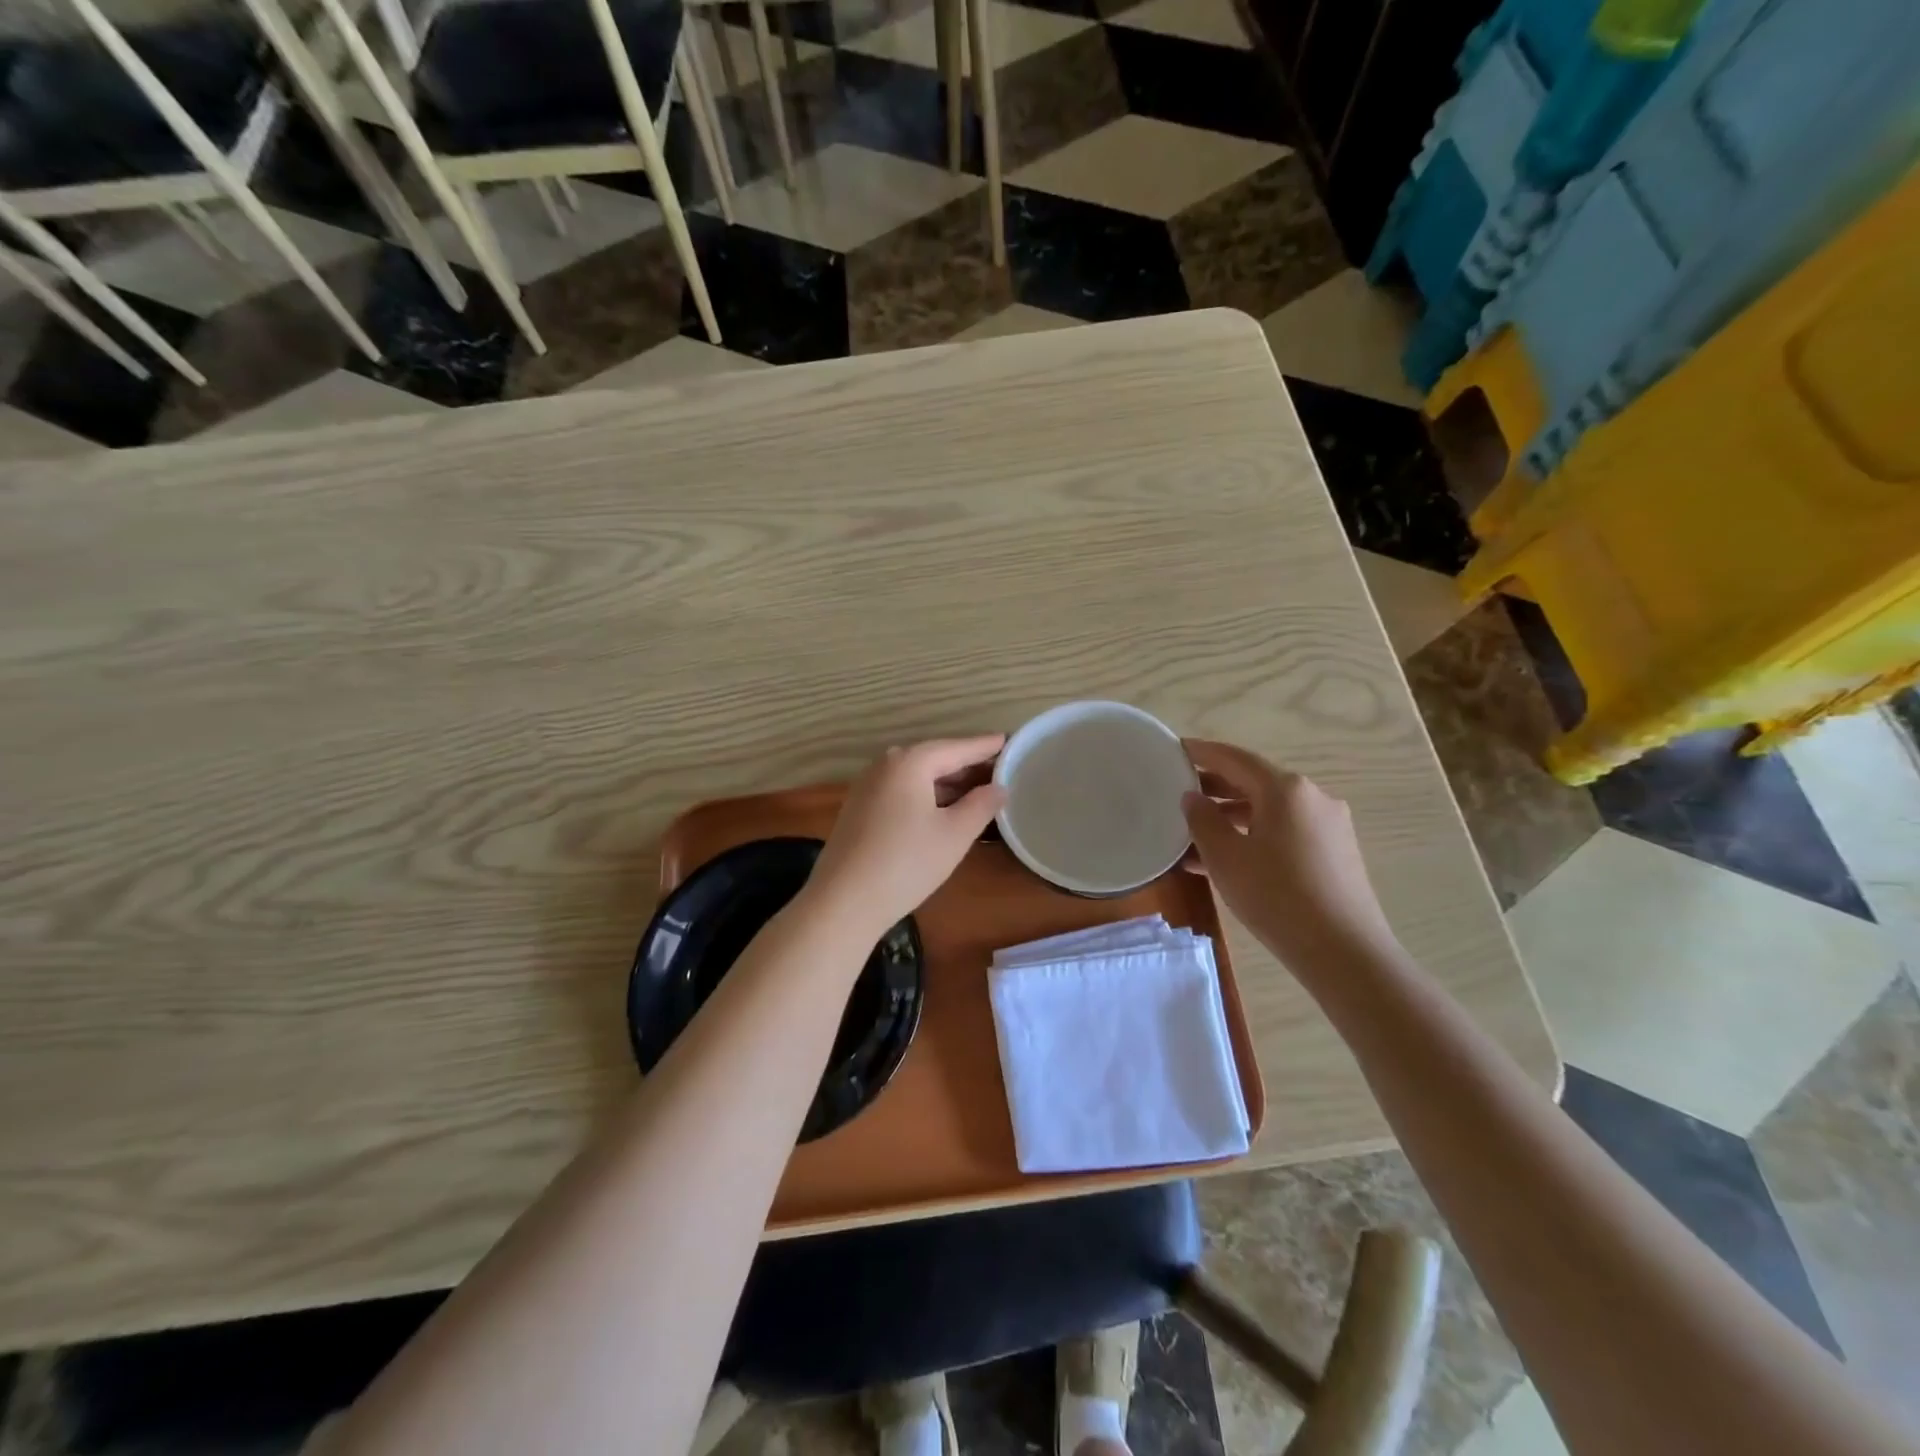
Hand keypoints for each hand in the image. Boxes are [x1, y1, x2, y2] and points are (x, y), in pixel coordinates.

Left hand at [804, 736, 1007, 940]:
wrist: (843, 902)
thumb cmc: (907, 863)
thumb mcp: (955, 834)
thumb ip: (981, 805)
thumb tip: (999, 787)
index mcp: (910, 762)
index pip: (957, 747)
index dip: (986, 746)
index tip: (1010, 741)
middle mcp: (885, 765)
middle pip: (935, 758)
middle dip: (967, 765)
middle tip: (1001, 771)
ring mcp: (868, 786)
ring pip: (917, 776)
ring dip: (948, 783)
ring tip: (979, 791)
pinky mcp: (859, 808)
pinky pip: (902, 791)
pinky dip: (927, 795)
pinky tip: (943, 810)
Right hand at [1181, 739, 1396, 963]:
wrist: (1344, 952)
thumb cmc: (1276, 896)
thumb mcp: (1225, 857)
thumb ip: (1203, 820)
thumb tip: (1193, 797)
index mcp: (1285, 789)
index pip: (1235, 758)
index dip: (1202, 752)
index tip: (1175, 749)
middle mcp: (1312, 798)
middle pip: (1254, 782)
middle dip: (1215, 786)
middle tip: (1179, 792)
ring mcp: (1328, 826)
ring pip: (1268, 811)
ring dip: (1232, 818)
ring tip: (1194, 834)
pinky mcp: (1335, 853)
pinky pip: (1284, 833)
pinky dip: (1254, 837)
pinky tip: (1227, 861)